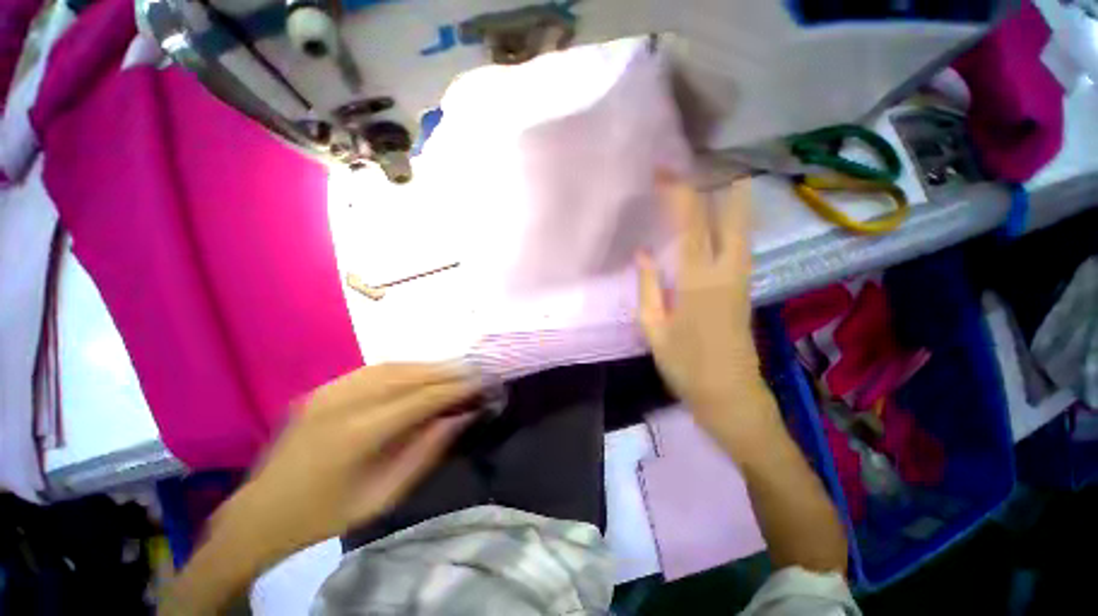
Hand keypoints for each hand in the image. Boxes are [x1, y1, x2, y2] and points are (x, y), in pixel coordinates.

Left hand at [213, 363, 479, 567]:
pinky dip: (405, 368)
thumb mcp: (385, 495)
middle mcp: (344, 401)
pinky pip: (374, 369)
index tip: (483, 382)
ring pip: (393, 366)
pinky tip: (421, 373)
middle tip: (475, 371)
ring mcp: (330, 391)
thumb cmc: (327, 515)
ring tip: (454, 371)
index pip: (423, 398)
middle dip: (448, 372)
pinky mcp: (323, 388)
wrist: (261, 515)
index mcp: (358, 433)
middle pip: (410, 375)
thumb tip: (462, 416)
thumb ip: (427, 451)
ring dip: (429, 367)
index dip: (457, 388)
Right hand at [637, 176, 781, 448]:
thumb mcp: (654, 328)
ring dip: (730, 196)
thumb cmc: (686, 365)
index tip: (664, 170)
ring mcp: (742, 276)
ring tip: (712, 174)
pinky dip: (731, 218)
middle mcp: (728, 271)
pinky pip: (740, 241)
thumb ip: (648, 286)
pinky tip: (720, 212)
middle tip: (704, 159)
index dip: (679, 193)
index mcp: (699, 281)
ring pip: (743, 225)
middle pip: (734, 214)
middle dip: (722, 181)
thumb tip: (642, 252)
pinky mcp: (745, 285)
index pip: (691, 224)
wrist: (730, 394)